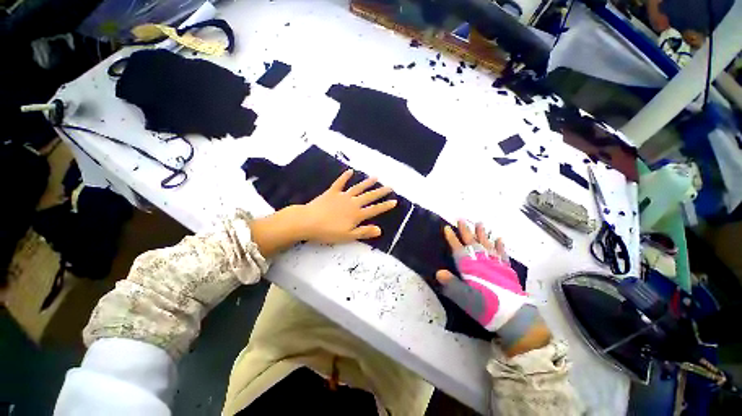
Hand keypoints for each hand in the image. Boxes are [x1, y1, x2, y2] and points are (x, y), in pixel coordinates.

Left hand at [300, 169, 396, 242]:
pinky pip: (340, 183)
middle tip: (390, 186)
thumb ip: (364, 232)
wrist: (308, 221)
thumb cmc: (328, 232)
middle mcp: (352, 203)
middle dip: (381, 192)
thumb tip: (380, 229)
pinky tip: (350, 171)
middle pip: (369, 196)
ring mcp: (342, 196)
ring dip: (367, 182)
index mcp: (357, 214)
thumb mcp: (348, 236)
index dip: (385, 206)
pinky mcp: (332, 192)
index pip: (375, 210)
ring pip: (358, 188)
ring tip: (376, 177)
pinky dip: (345, 176)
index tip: (394, 201)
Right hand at [436, 220, 527, 331]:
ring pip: (487, 245)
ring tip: (479, 223)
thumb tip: (439, 272)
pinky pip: (502, 254)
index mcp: (471, 268)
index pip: (459, 250)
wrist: (514, 318)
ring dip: (482, 234)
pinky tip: (499, 238)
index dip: (452, 239)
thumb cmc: (486, 308)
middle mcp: (483, 262)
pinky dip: (500, 246)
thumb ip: (452, 285)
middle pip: (473, 243)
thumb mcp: (465, 299)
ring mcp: (496, 265)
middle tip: (461, 219)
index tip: (447, 227)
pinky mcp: (506, 270)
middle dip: (465, 231)